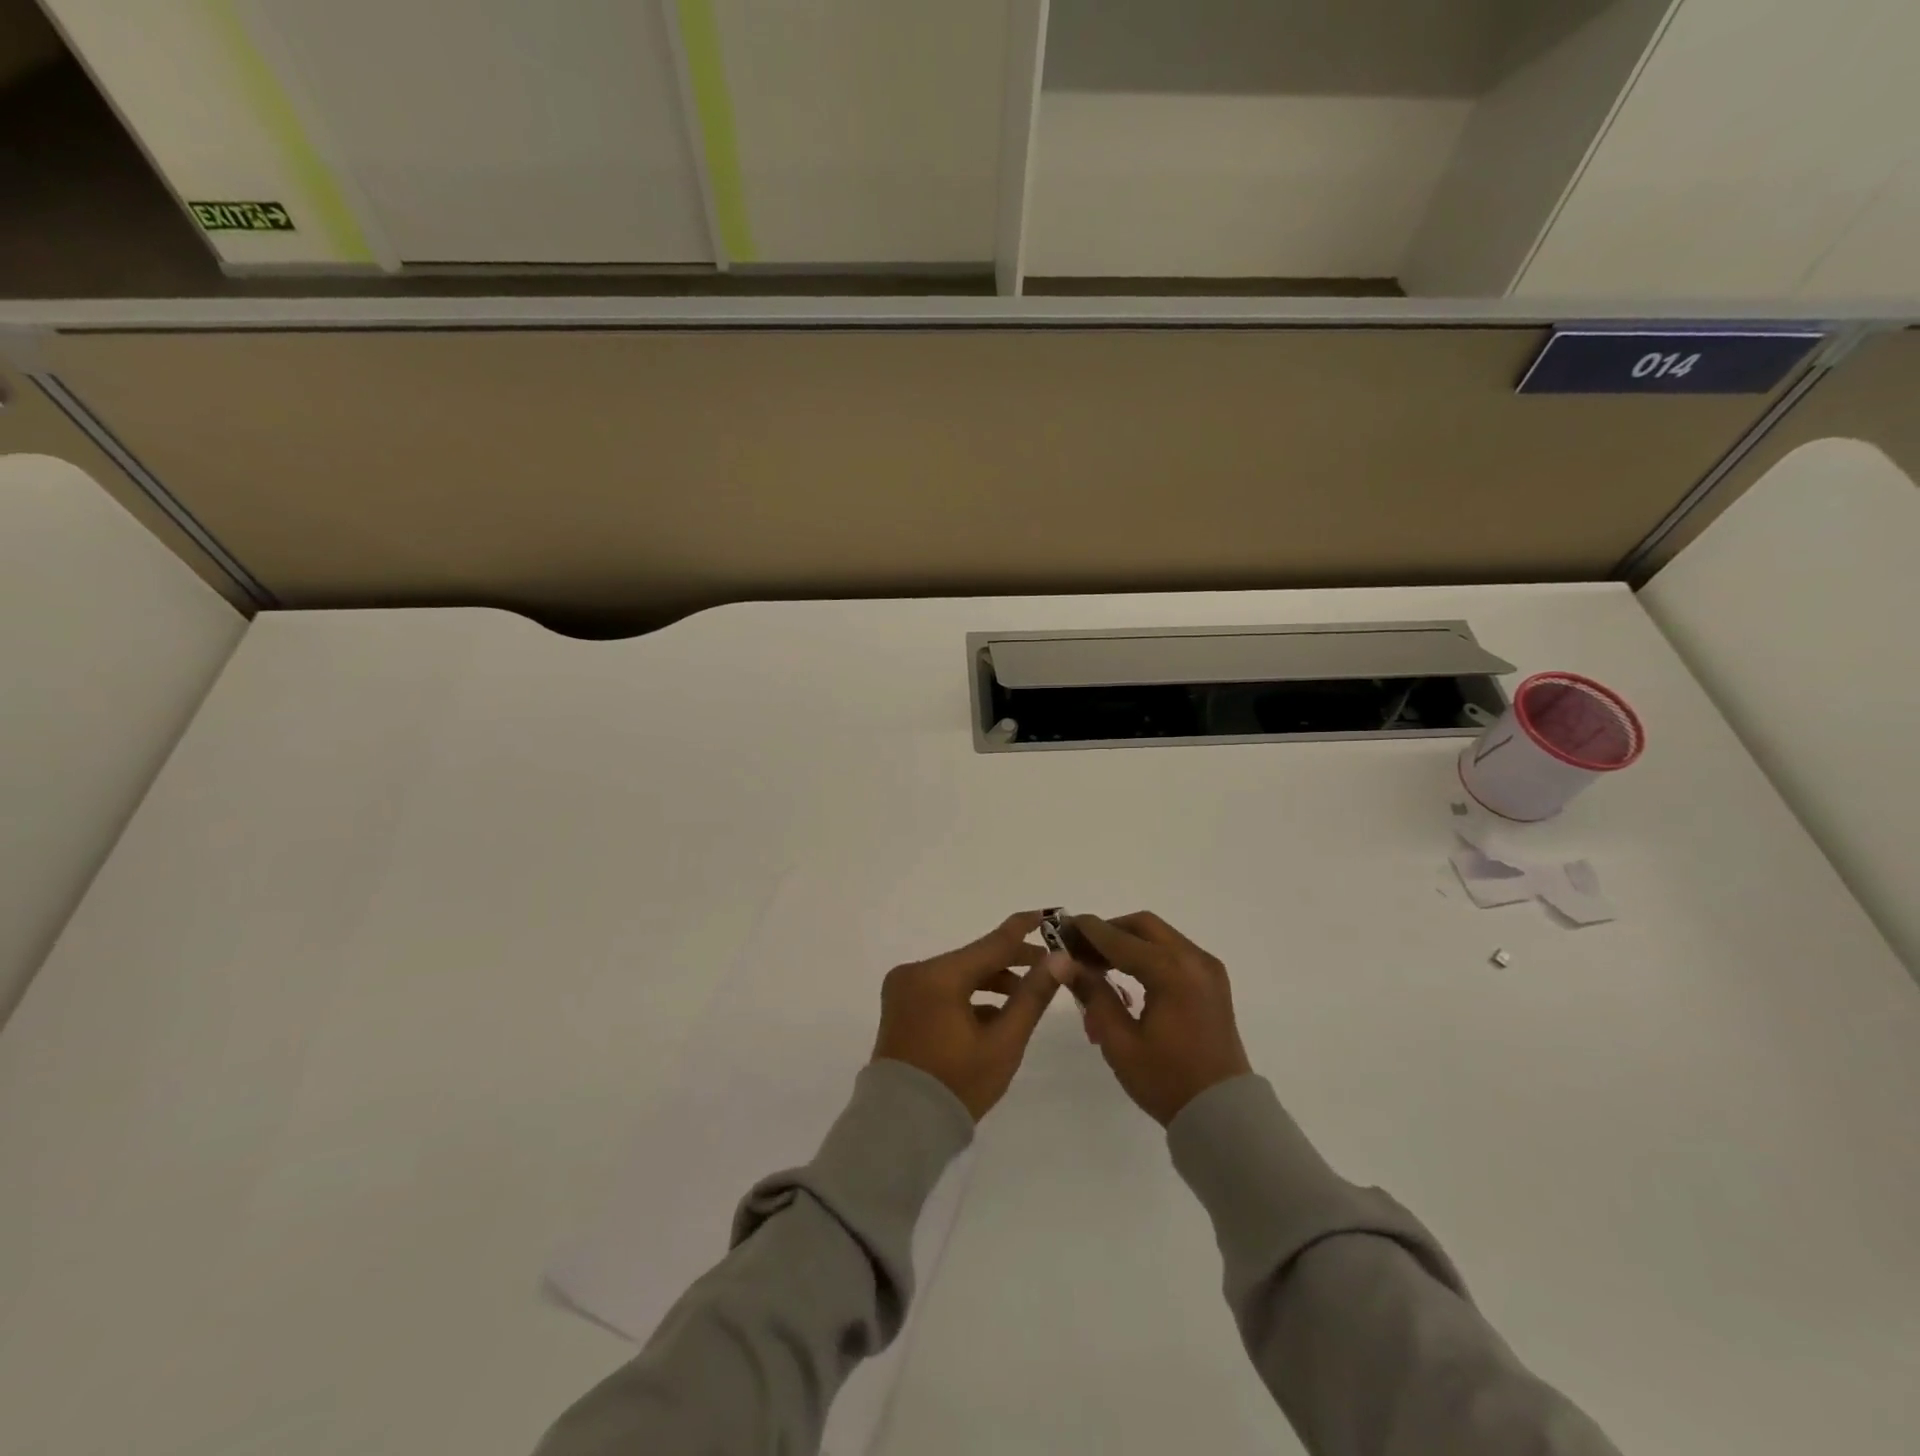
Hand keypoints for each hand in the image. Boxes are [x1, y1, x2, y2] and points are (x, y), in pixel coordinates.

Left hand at [871, 912, 1064, 1120]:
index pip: (992, 943)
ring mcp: (903, 988)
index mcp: (938, 976)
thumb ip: (1032, 997)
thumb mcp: (1004, 1042)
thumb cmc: (957, 1085)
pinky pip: (941, 988)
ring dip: (990, 981)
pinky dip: (967, 996)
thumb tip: (1060, 960)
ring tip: (1023, 997)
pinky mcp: (900, 1004)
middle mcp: (916, 972)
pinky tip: (993, 1016)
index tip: (1049, 914)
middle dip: (1011, 962)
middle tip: (1048, 966)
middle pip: (974, 958)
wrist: (902, 1127)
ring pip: (958, 974)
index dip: (1023, 929)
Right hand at [1069, 912, 1251, 1125]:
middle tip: (1080, 949)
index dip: (1087, 931)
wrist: (1224, 1115)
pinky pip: (1175, 953)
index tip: (1060, 928)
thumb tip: (1062, 961)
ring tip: (1098, 966)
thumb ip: (1093, 994)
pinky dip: (1148, 955)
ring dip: (1128, 942)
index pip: (1119, 938)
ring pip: (1160, 936)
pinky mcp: (1213, 982)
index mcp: (1171, 971)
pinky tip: (1129, 978)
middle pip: (1143, 926)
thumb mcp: (1119, 1042)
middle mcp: (1193, 959)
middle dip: (1109, 932)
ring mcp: (1208, 969)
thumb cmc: (1167, 1081)